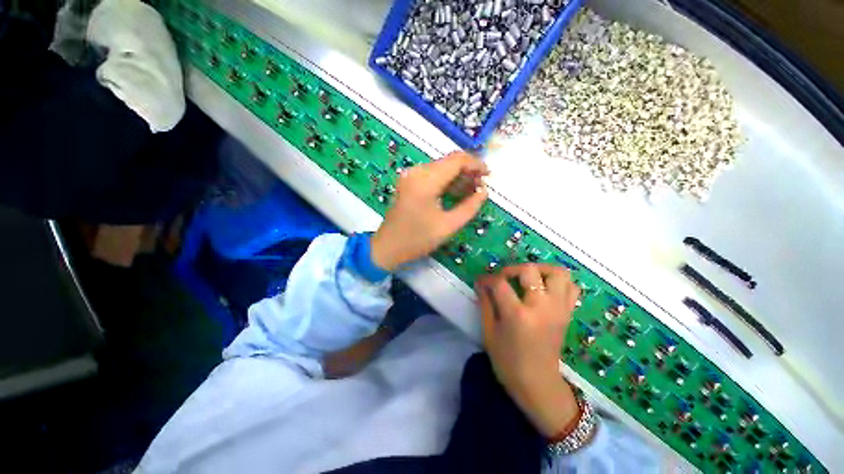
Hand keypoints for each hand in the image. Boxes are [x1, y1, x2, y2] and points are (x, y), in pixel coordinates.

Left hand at [370, 151, 488, 270]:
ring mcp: (410, 176)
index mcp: (426, 181)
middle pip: (449, 161)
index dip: (476, 164)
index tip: (489, 176)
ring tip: (471, 191)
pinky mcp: (408, 182)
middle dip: (468, 171)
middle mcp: (417, 172)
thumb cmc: (417, 239)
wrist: (387, 247)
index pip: (457, 160)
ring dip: (458, 176)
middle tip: (480, 187)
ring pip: (441, 167)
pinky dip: (446, 180)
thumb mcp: (448, 226)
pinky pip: (432, 174)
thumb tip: (484, 191)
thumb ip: (469, 207)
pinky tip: (455, 192)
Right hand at [476, 263, 581, 436]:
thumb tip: (481, 283)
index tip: (482, 281)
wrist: (538, 384)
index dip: (488, 278)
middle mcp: (542, 307)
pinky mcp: (567, 313)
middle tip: (504, 278)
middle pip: (530, 270)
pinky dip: (558, 282)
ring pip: (558, 273)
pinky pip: (571, 287)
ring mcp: (559, 309)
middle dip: (512, 269)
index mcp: (518, 315)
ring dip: (540, 270)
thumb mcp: (489, 332)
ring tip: (527, 278)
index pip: (500, 283)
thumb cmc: (508, 361)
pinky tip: (544, 288)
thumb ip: (485, 303)